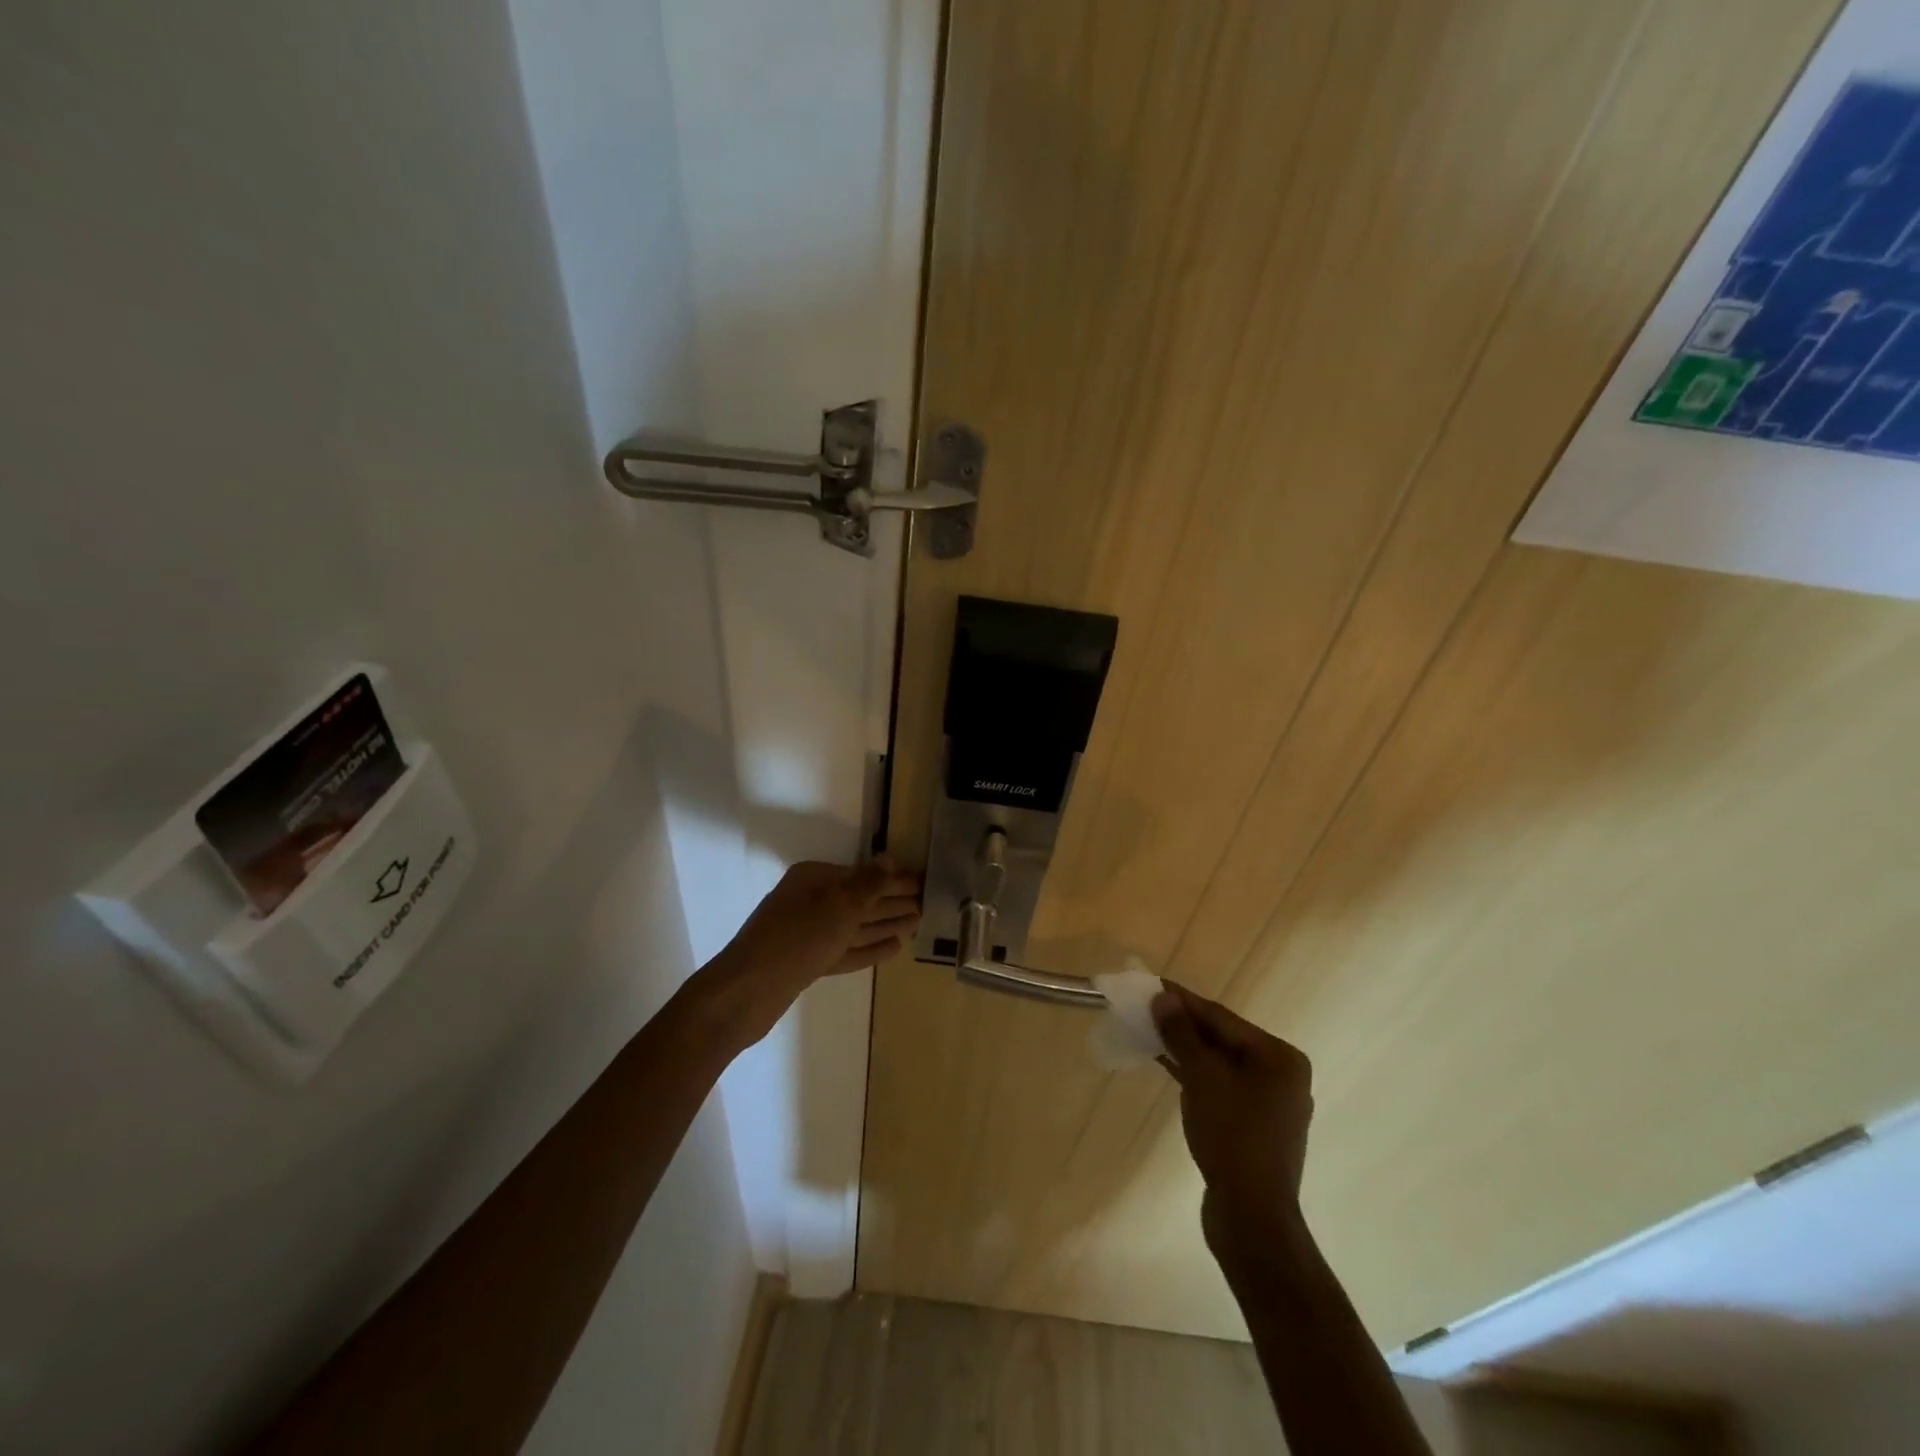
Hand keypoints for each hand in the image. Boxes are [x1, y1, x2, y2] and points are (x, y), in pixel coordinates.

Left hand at [703, 858, 920, 1047]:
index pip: (862, 874)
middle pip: (859, 899)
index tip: (923, 883)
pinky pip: (845, 949)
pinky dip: (868, 948)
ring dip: (885, 924)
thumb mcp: (839, 906)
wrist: (748, 991)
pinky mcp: (807, 962)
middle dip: (892, 902)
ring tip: (916, 925)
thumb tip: (888, 859)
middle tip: (927, 905)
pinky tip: (894, 948)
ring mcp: (807, 933)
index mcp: (813, 879)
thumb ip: (868, 884)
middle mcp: (810, 901)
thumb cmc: (798, 938)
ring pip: (854, 925)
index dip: (894, 879)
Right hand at [1153, 983, 1313, 1272]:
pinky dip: (1194, 1075)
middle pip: (1223, 1040)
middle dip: (1184, 1025)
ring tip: (1149, 1031)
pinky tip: (1166, 1064)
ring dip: (1185, 1049)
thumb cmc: (1232, 1137)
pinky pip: (1220, 1087)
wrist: (1251, 1218)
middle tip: (1146, 1008)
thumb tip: (1163, 998)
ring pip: (1220, 1064)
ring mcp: (1269, 1105)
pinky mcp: (1253, 1128)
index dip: (1185, 1001)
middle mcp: (1282, 1076)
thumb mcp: (1202, 1078)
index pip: (1223, 1019)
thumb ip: (1182, 1034)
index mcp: (1280, 1058)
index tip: (1153, 985)